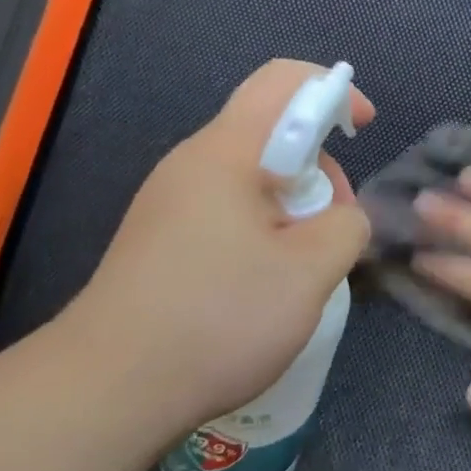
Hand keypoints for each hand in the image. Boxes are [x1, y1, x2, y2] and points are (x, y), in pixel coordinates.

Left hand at [59, 59, 373, 437]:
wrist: (107, 390)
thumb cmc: (217, 317)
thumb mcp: (309, 271)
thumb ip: (346, 226)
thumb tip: (341, 216)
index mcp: (225, 152)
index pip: (283, 80)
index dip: (333, 91)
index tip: (363, 129)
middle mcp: (191, 164)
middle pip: (270, 133)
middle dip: (318, 166)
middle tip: (334, 226)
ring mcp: (169, 203)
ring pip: (250, 177)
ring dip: (293, 206)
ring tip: (304, 264)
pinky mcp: (160, 240)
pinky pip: (226, 211)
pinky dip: (263, 230)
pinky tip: (266, 283)